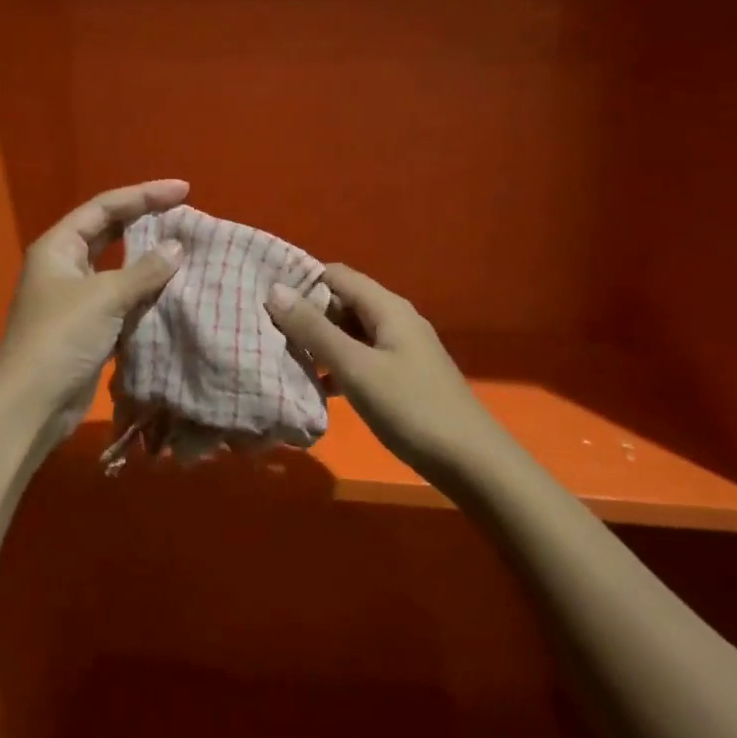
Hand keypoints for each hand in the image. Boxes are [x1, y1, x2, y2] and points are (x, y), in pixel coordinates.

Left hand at [0, 180, 188, 445]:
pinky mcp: (88, 328)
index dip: (144, 195)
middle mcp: (65, 266)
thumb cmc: (62, 337)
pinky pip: (123, 300)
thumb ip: (144, 270)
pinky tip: (174, 292)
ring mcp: (76, 298)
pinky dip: (146, 294)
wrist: (33, 404)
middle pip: (110, 232)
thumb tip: (177, 246)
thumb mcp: (105, 296)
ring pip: (118, 268)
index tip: (183, 190)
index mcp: (59, 246)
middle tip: (186, 215)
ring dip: (149, 261)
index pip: (105, 207)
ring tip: (187, 250)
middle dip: (146, 222)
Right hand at [267, 264, 493, 475]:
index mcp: (387, 307)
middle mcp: (395, 319)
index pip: (336, 275)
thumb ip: (314, 329)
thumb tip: (275, 290)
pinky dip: (337, 366)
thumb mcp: (356, 367)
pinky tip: (317, 387)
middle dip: (307, 313)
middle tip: (268, 331)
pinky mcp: (402, 377)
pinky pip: (361, 359)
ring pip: (350, 333)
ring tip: (283, 357)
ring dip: (320, 342)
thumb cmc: (411, 408)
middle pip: (343, 302)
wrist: (471, 462)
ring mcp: (401, 350)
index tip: (266, 298)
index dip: (301, 281)